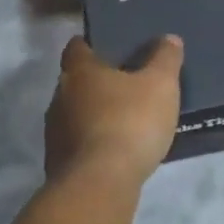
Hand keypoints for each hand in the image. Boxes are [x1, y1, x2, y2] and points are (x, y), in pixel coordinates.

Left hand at [45, 35, 183, 186]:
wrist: (99, 184)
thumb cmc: (130, 122)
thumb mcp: (160, 84)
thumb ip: (165, 58)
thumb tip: (169, 38)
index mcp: (79, 71)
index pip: (77, 47)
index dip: (92, 44)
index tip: (110, 47)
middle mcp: (59, 96)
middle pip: (75, 81)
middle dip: (96, 82)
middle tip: (125, 85)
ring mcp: (54, 132)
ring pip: (74, 114)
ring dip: (93, 115)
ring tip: (122, 120)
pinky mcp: (57, 162)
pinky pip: (77, 143)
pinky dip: (92, 142)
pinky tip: (114, 151)